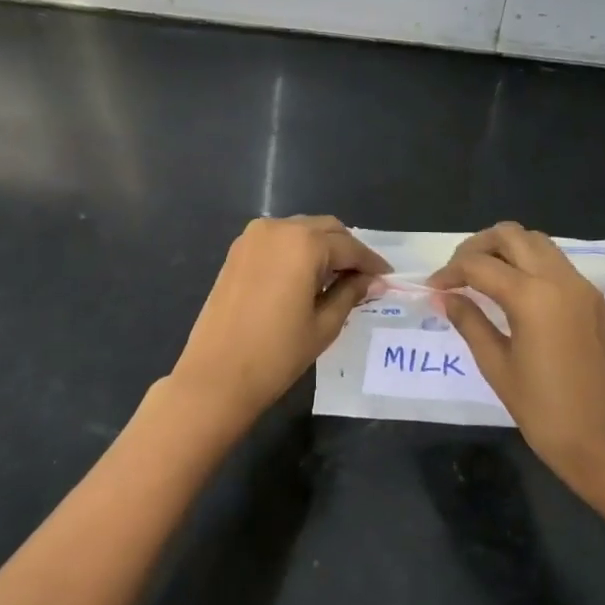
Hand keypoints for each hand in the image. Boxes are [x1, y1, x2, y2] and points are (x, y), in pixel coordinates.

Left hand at [168, 216, 389, 427]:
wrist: (216, 375)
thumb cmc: (277, 354)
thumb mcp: (324, 325)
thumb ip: (350, 293)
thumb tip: (372, 281)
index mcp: (304, 243)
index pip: (349, 247)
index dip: (371, 263)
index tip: (388, 277)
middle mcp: (278, 228)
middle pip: (326, 229)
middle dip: (347, 250)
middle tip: (364, 278)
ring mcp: (253, 237)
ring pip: (302, 230)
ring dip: (323, 247)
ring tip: (336, 279)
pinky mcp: (237, 251)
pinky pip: (279, 240)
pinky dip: (297, 251)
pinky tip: (306, 277)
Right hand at [429, 223, 604, 486]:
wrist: (604, 442)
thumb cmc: (542, 410)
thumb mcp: (496, 365)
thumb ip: (469, 321)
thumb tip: (444, 297)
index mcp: (532, 296)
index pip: (479, 265)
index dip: (449, 272)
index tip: (433, 288)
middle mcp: (561, 280)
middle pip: (511, 235)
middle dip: (478, 246)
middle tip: (458, 273)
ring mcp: (583, 287)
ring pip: (538, 243)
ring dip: (507, 250)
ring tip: (484, 278)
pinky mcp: (597, 301)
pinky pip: (559, 266)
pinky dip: (532, 266)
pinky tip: (517, 294)